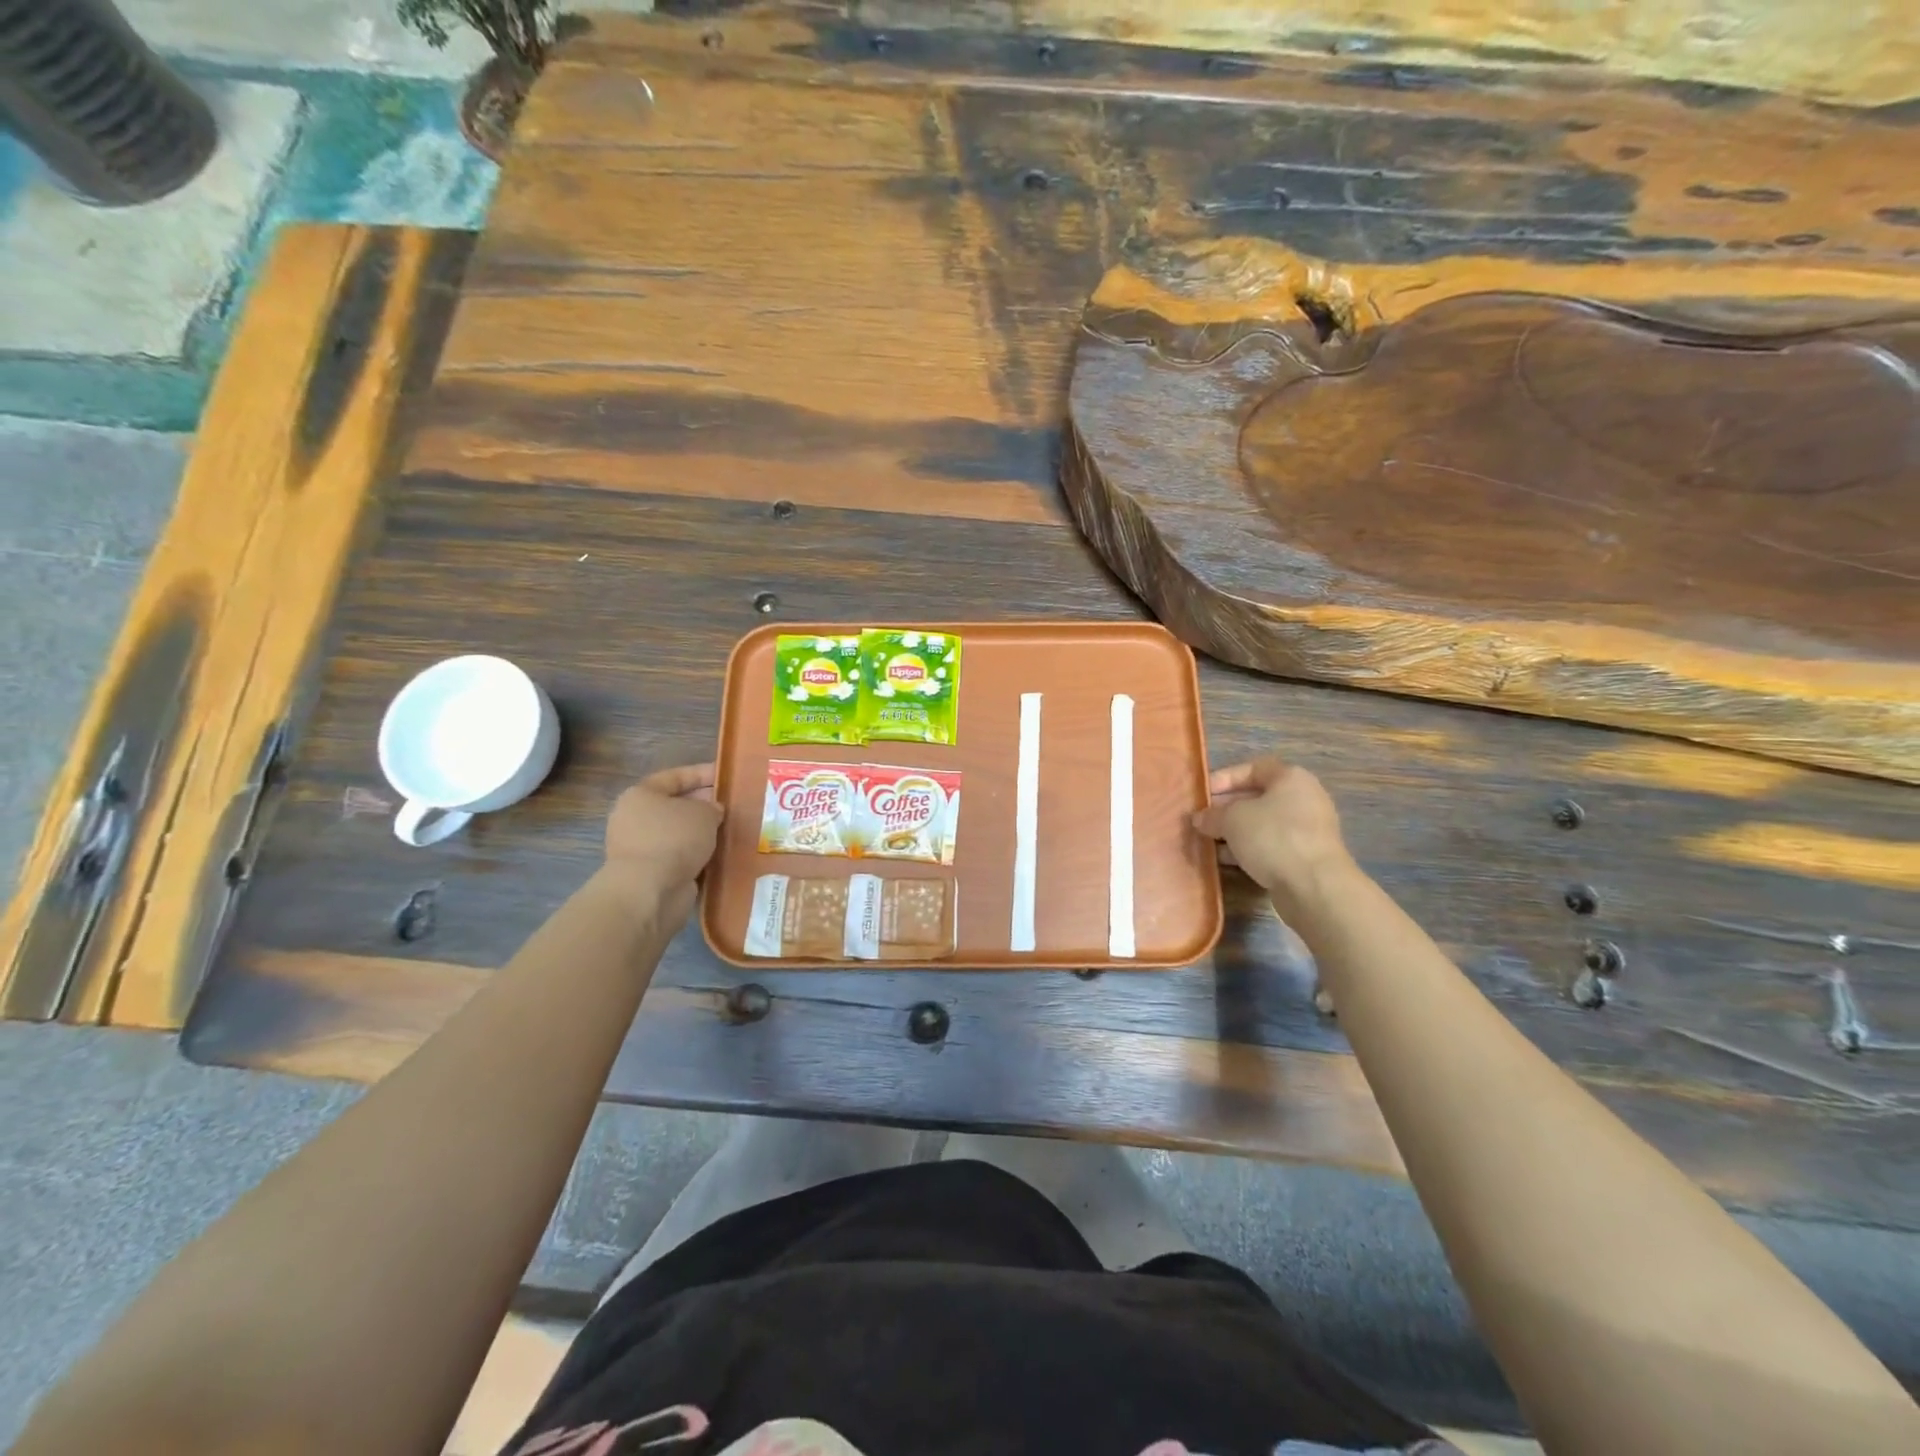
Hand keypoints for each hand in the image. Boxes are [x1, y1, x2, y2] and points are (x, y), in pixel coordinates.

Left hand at [601, 763, 723, 923]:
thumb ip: (712, 807)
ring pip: (679, 834)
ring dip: (703, 833)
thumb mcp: (704, 813)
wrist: (650, 891)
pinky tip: (721, 855)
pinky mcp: (650, 874)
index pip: (675, 777)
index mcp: (640, 795)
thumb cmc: (674, 839)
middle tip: (733, 805)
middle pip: (676, 806)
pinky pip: (680, 857)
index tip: (726, 775)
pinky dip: (698, 856)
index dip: (702, 773)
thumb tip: (713, 812)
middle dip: (704, 805)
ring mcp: (641, 848)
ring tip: (733, 830)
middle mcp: (635, 819)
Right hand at [1192, 756, 1354, 920]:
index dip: (1224, 778)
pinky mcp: (1304, 857)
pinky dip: (1248, 849)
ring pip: (1261, 824)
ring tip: (1207, 841)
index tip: (1202, 794)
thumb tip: (1200, 819)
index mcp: (1291, 778)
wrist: (1314, 886)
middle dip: (1225, 808)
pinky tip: (1225, 860)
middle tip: (1201, 820)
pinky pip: (1270, 845)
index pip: (1252, 768)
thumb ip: (1212, 815)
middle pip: (1256, 797)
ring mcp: (1306, 830)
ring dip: (1234, 831)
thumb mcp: (1232, 819)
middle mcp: (1303, 799)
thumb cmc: (1272, 837)